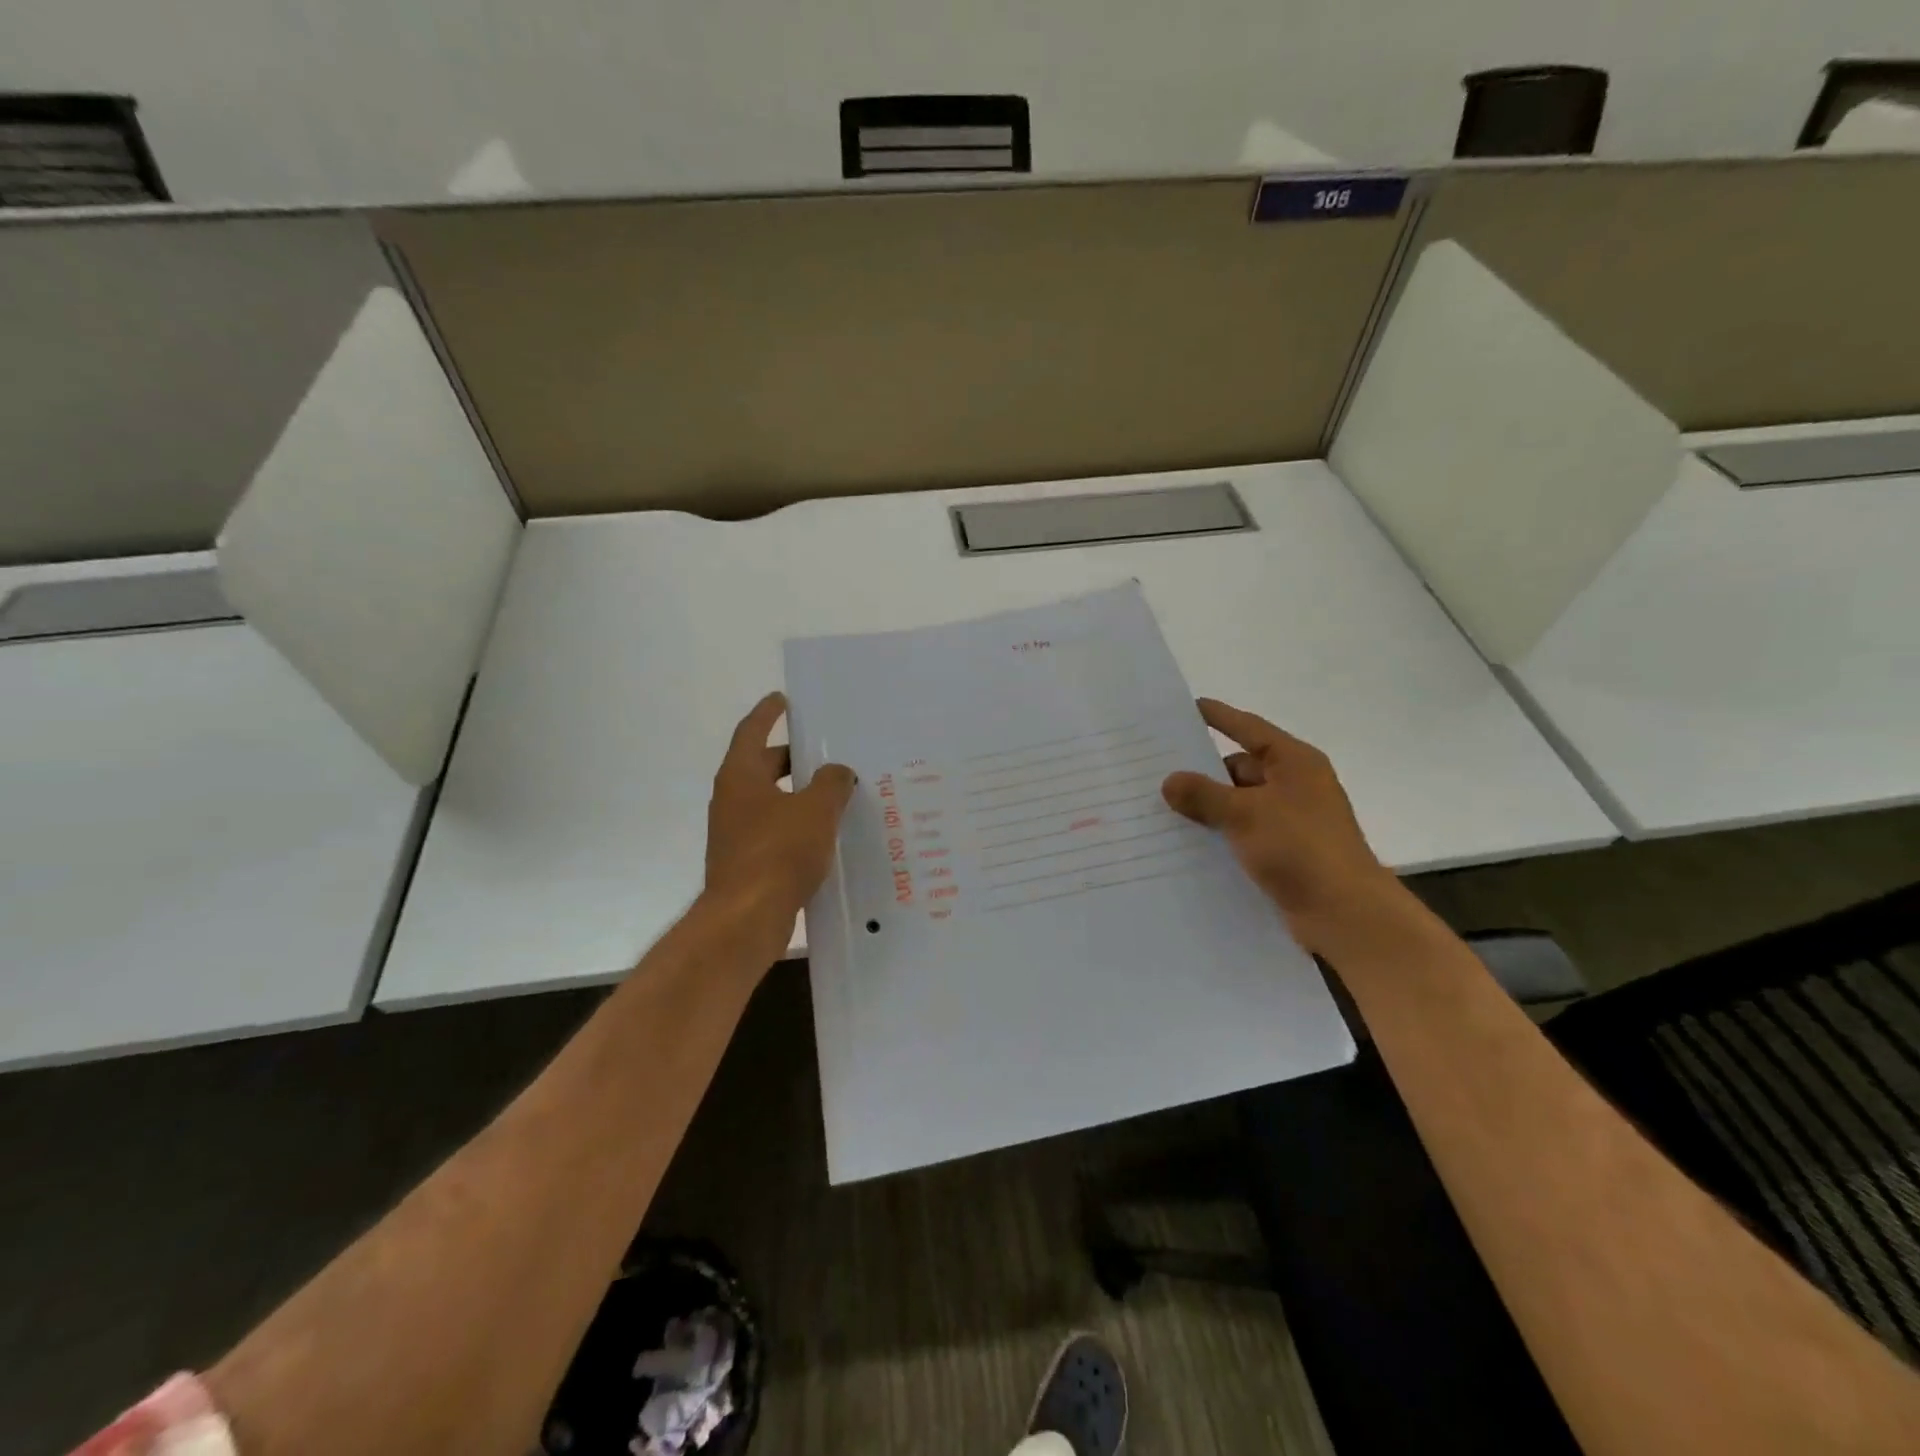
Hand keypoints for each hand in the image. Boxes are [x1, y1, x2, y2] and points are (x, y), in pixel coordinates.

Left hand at [705, 692, 855, 929]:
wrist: (746, 918)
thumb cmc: (779, 852)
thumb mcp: (816, 809)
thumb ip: (831, 783)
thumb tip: (837, 771)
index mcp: (741, 776)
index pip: (752, 731)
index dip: (767, 713)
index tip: (782, 699)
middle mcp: (732, 799)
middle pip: (761, 766)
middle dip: (790, 758)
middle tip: (822, 753)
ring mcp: (734, 832)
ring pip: (769, 800)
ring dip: (796, 793)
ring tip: (830, 792)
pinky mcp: (744, 861)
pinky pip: (773, 829)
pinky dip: (794, 823)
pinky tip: (822, 833)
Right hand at [1161, 698, 1403, 953]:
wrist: (1345, 914)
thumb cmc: (1300, 848)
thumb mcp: (1245, 814)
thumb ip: (1203, 794)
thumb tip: (1169, 781)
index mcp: (1294, 763)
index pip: (1249, 729)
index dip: (1219, 717)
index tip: (1188, 707)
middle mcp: (1295, 786)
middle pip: (1240, 768)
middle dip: (1202, 772)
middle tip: (1156, 770)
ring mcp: (1291, 820)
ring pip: (1239, 804)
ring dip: (1207, 807)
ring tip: (1160, 808)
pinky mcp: (1284, 852)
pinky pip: (1242, 833)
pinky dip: (1219, 834)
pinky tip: (1186, 842)